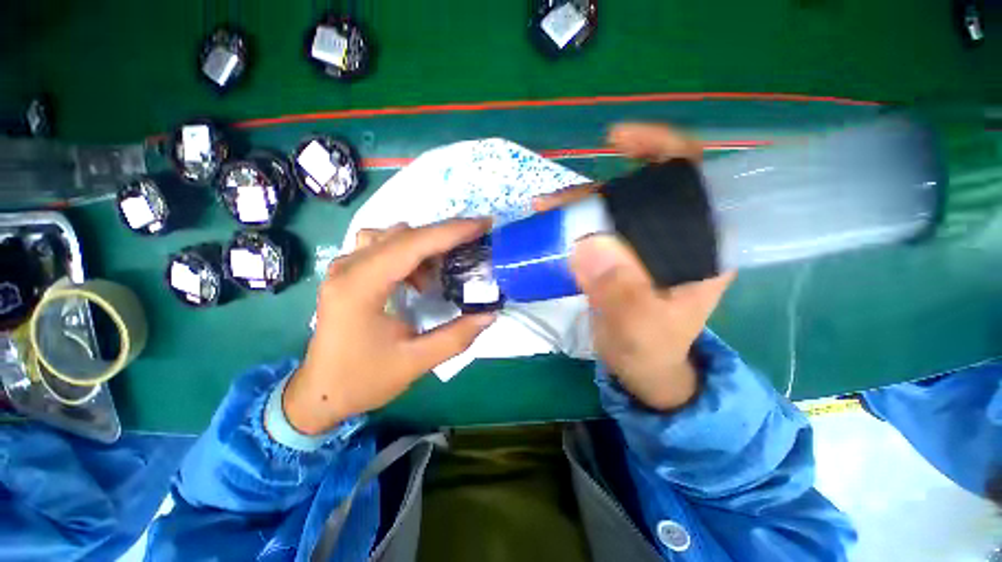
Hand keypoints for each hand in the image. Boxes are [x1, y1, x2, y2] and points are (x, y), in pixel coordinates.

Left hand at [283, 219, 496, 434]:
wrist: (320, 393)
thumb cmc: (363, 379)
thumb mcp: (415, 362)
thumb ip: (456, 337)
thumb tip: (490, 313)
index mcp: (360, 287)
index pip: (412, 245)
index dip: (451, 232)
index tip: (483, 224)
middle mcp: (348, 268)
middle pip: (403, 234)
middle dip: (444, 235)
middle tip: (475, 243)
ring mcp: (345, 267)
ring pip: (393, 236)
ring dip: (425, 245)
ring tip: (446, 266)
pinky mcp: (348, 273)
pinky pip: (383, 246)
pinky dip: (409, 253)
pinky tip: (418, 279)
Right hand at [534, 123, 734, 410]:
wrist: (641, 367)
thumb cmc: (650, 350)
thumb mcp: (638, 329)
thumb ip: (620, 292)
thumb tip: (587, 245)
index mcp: (701, 247)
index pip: (694, 179)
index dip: (662, 149)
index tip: (619, 141)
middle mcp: (676, 237)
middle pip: (640, 191)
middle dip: (597, 188)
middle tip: (557, 202)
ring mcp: (645, 245)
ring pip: (613, 209)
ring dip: (577, 205)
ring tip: (543, 210)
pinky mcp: (622, 255)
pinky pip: (598, 227)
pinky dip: (573, 222)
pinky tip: (551, 224)